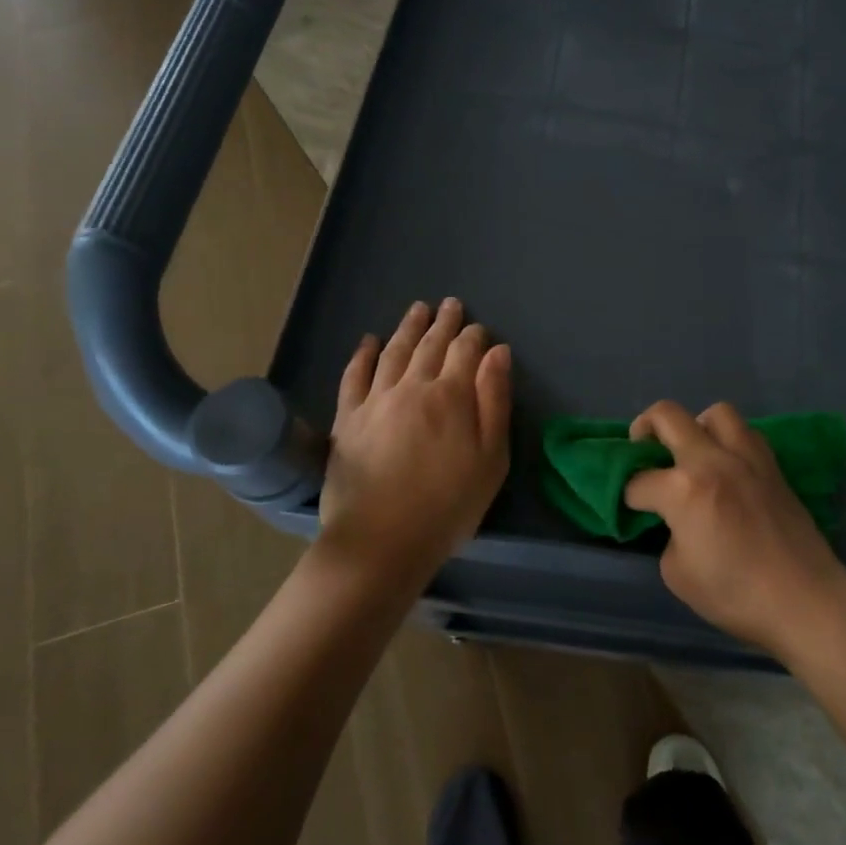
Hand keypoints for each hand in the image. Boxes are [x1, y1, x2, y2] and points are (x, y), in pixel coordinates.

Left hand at [318, 299, 511, 589]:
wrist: (382, 540)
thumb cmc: (449, 504)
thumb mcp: (491, 458)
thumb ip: (495, 401)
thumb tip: (498, 353)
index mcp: (452, 396)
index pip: (465, 351)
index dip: (474, 336)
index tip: (479, 329)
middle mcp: (413, 387)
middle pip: (430, 345)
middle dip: (443, 323)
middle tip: (449, 305)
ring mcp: (376, 400)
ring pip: (394, 352)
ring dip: (408, 328)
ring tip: (417, 309)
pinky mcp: (347, 418)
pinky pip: (354, 376)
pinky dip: (363, 354)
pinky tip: (369, 341)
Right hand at [624, 400, 845, 656]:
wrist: (805, 600)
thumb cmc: (736, 595)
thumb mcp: (678, 575)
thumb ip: (669, 536)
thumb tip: (677, 522)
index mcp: (683, 489)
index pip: (639, 481)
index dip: (627, 496)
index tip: (631, 509)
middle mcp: (712, 460)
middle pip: (666, 416)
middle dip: (643, 429)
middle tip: (643, 453)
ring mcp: (747, 458)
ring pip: (714, 412)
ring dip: (694, 426)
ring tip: (692, 454)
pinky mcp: (773, 466)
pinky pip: (745, 433)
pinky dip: (728, 440)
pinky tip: (726, 467)